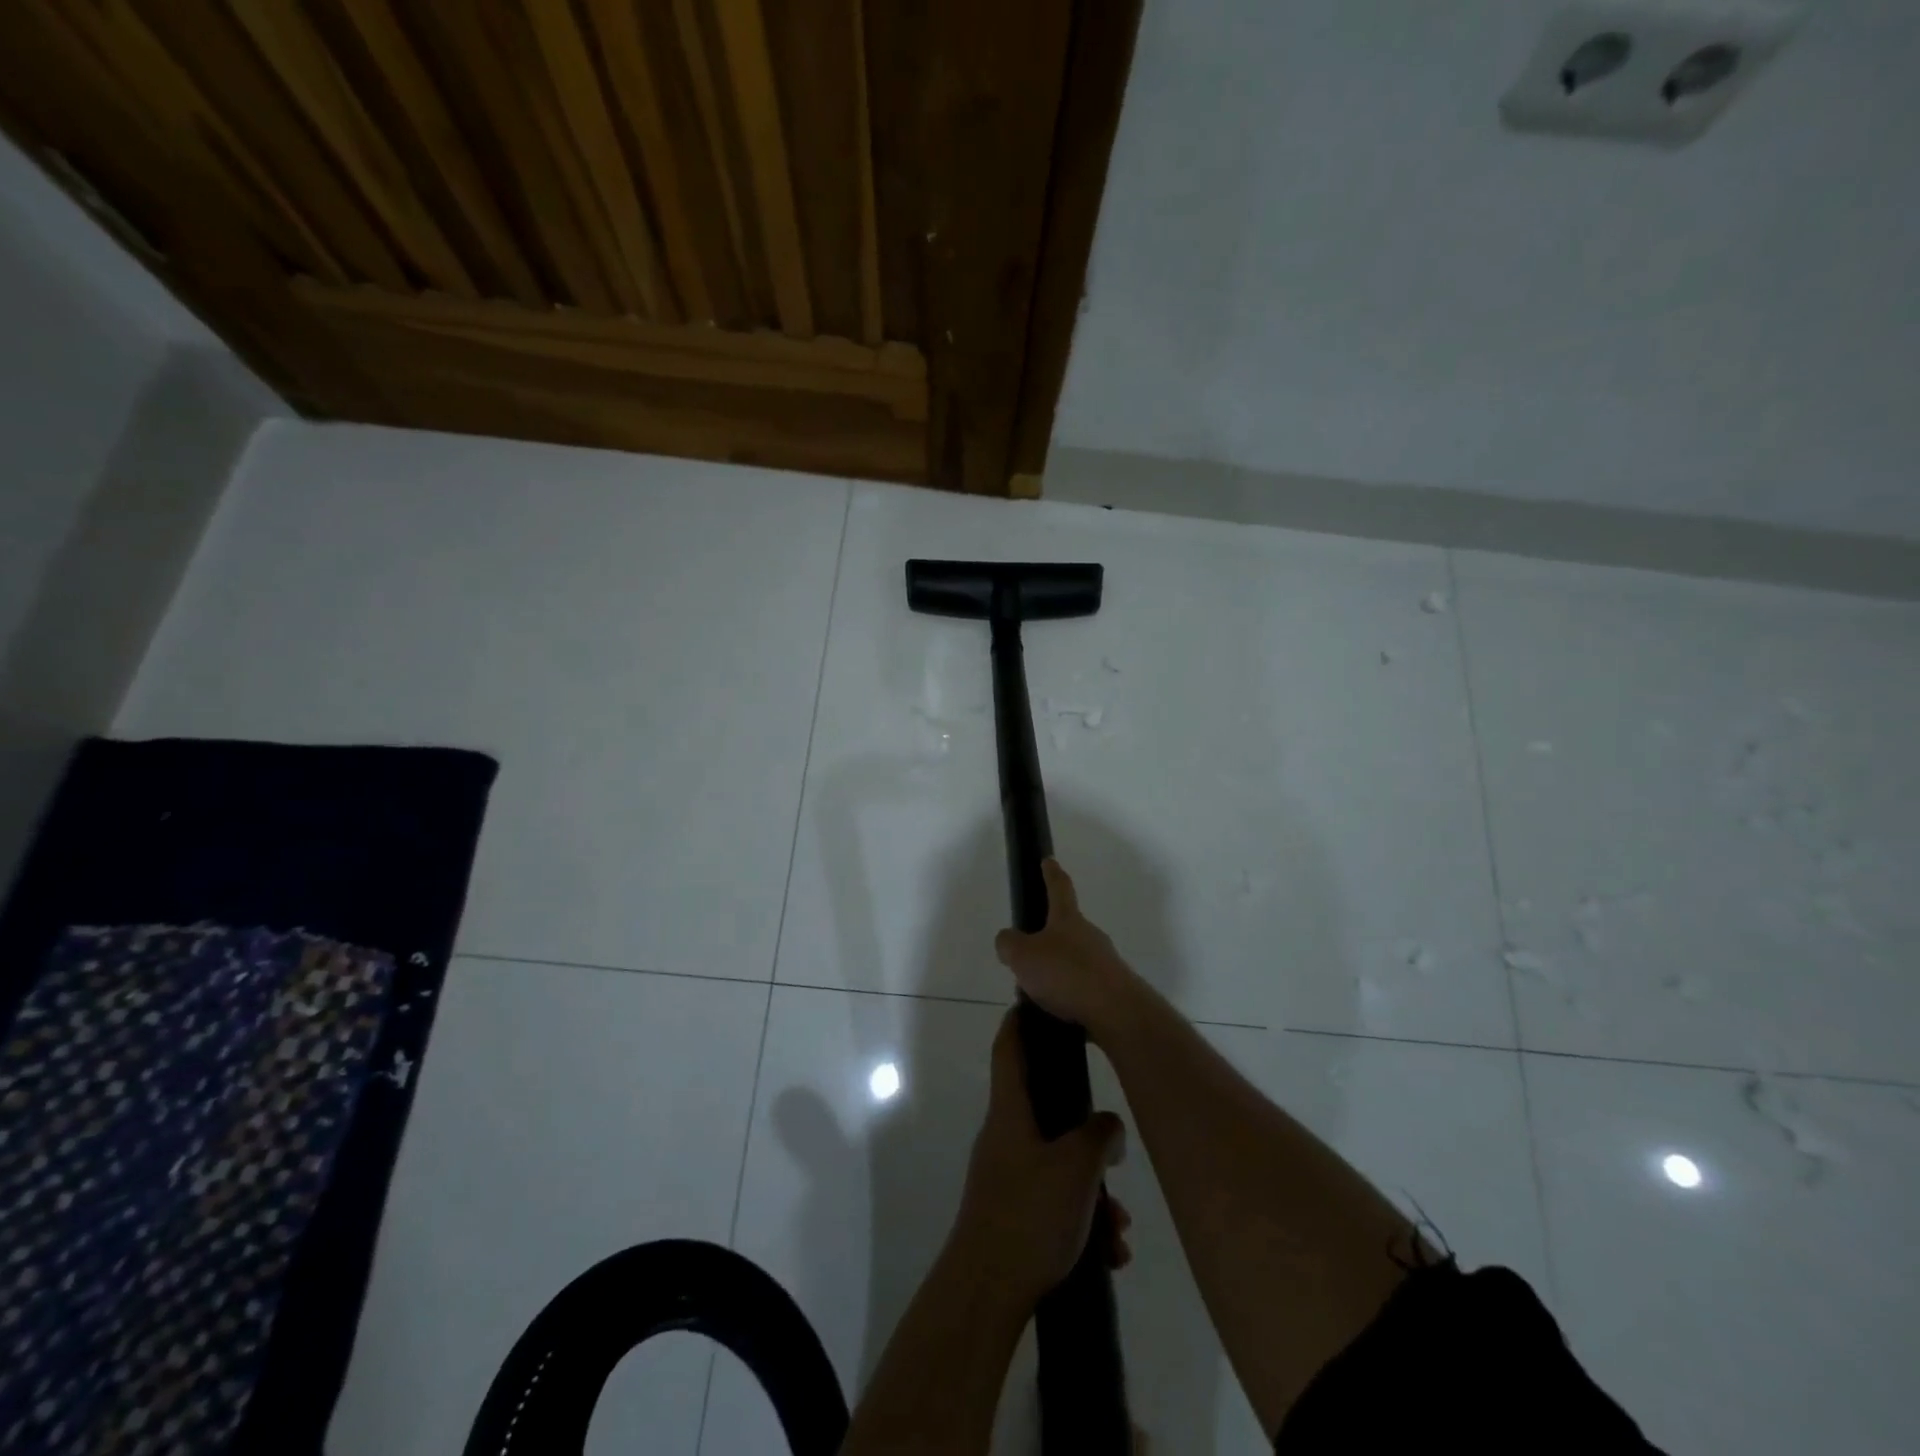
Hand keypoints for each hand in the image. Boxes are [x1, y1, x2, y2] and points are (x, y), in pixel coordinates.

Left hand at [954, 1009, 1131, 1305]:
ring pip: (1058, 1163)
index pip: (1009, 1048)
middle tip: (1114, 1145)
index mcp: (1010, 1111)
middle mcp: (1005, 1135)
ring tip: (1120, 1226)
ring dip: (1093, 1189)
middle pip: (1045, 1109)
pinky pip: (1054, 1199)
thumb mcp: (1077, 1168)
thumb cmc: (1029, 1215)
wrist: (986, 1292)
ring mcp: (1007, 1174)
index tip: (1037, 1001)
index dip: (1020, 1020)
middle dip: (1087, 1130)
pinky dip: (1083, 1217)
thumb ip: (1100, 1136)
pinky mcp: (1013, 1212)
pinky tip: (1109, 1251)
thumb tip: (1109, 1127)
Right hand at [994, 860, 1141, 1039]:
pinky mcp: (1113, 989)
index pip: (1059, 887)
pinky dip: (1069, 994)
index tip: (1049, 860)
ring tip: (1037, 992)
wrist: (1116, 1011)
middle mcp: (1089, 934)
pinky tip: (1056, 1010)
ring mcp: (1105, 962)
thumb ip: (1009, 944)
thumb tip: (1008, 940)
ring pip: (1075, 959)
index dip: (1051, 873)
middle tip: (1028, 952)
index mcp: (1067, 919)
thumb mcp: (1023, 956)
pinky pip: (1084, 986)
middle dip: (1049, 936)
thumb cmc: (1066, 974)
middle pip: (1067, 927)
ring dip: (1058, 970)